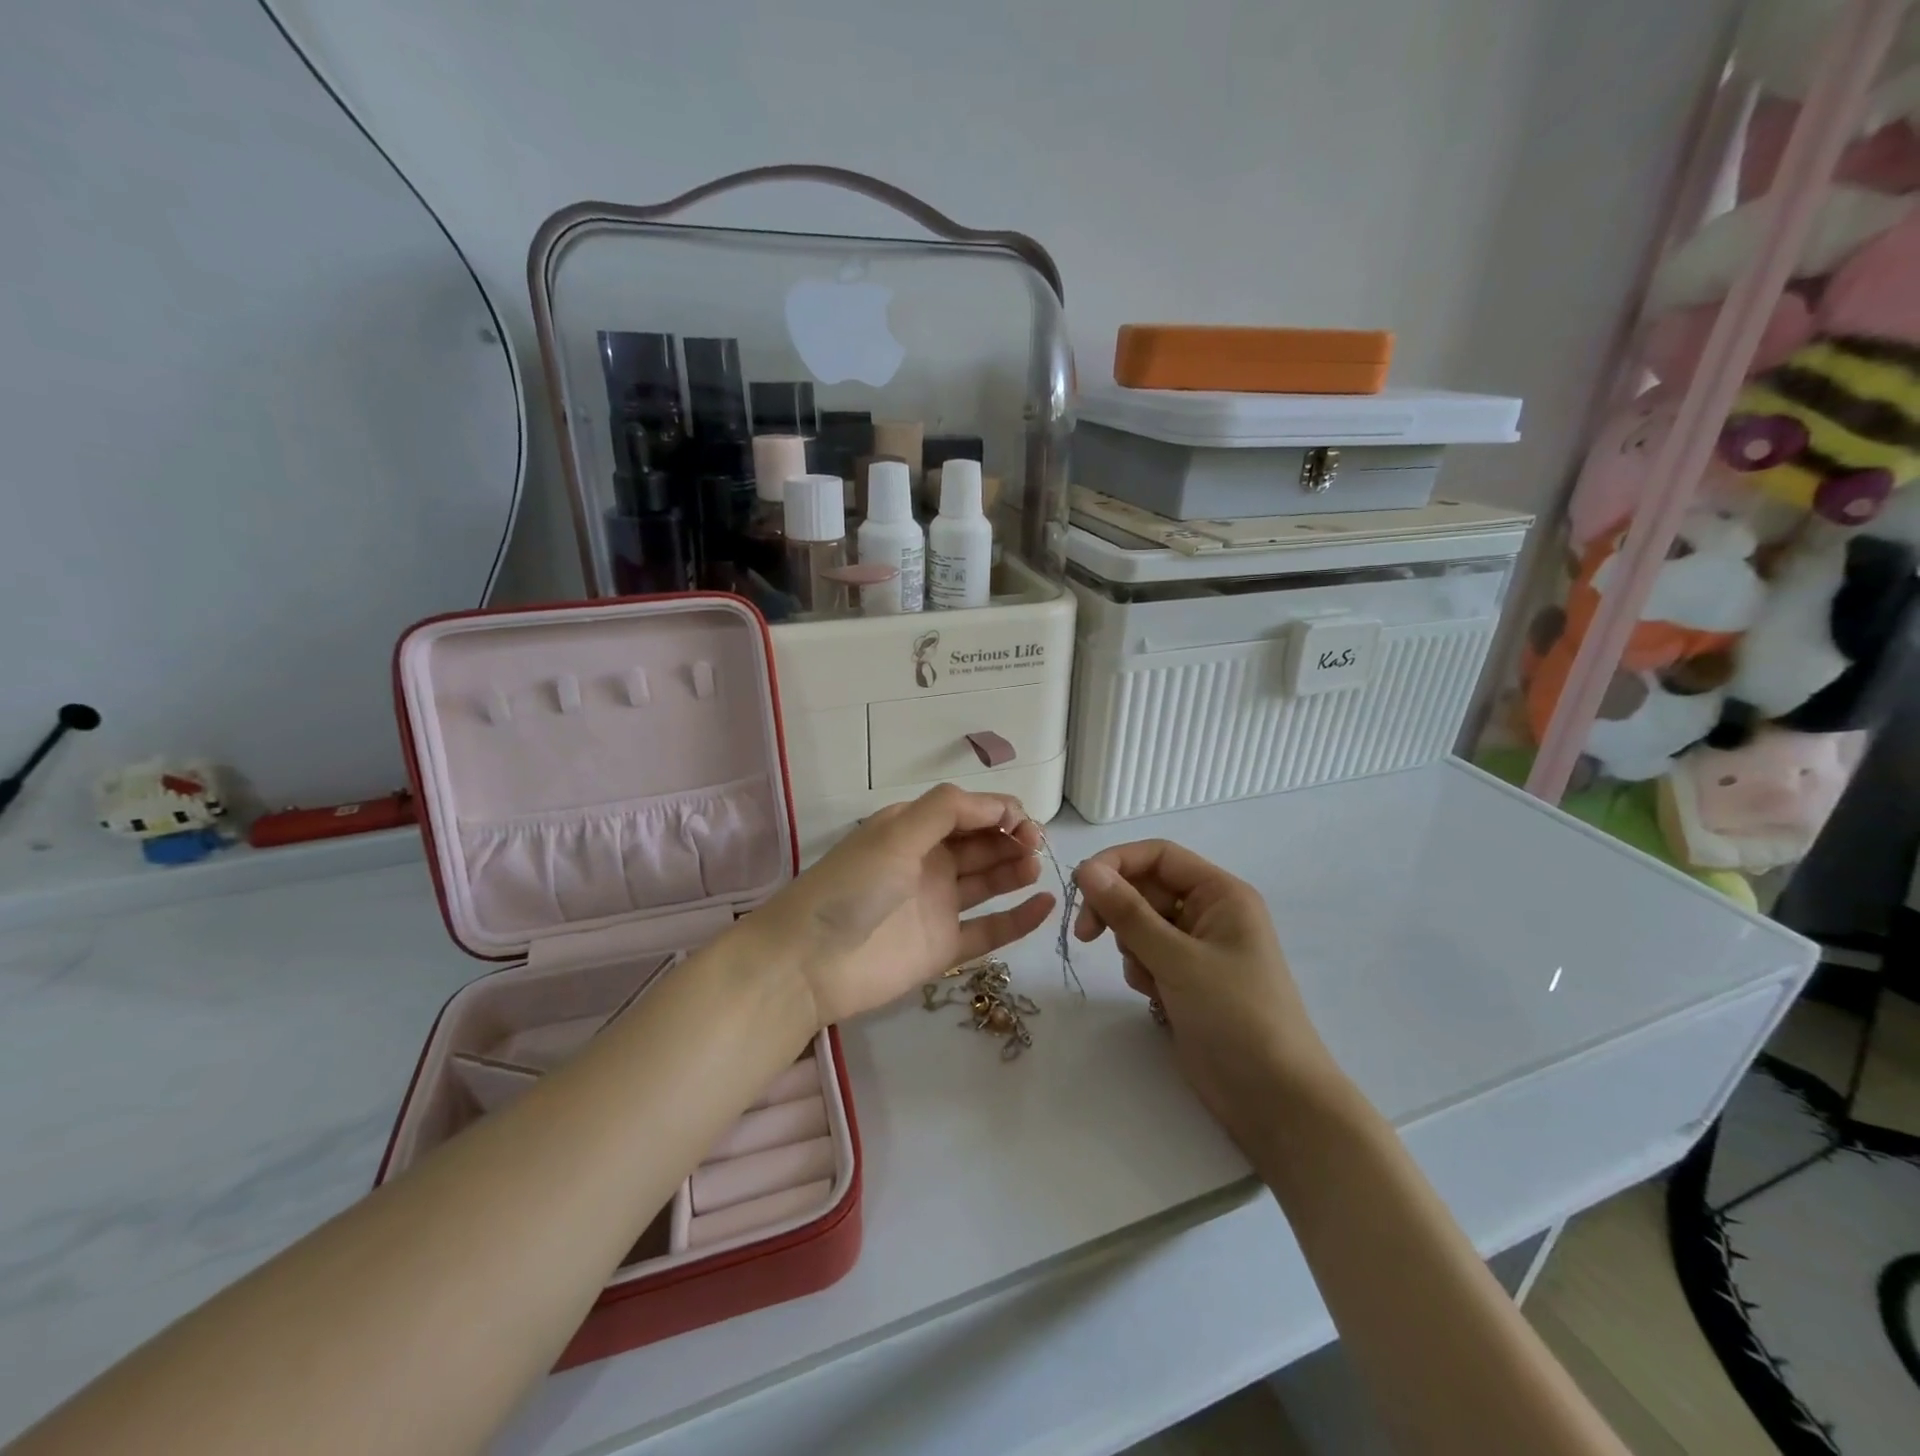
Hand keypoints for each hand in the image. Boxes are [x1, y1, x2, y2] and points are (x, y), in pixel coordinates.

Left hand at [759, 785, 1055, 1025]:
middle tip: (1036, 846)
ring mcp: (937, 906)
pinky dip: (1018, 919)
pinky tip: (1045, 906)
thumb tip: (1000, 804)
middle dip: (1012, 839)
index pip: (967, 812)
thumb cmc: (853, 887)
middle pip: (982, 844)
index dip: (999, 811)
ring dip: (1016, 871)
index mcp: (913, 830)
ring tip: (1036, 869)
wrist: (809, 963)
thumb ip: (947, 810)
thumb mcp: (895, 834)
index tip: (1025, 822)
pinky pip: (989, 930)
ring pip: (989, 882)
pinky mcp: (943, 947)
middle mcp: (928, 863)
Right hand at [1072, 840, 1340, 1150]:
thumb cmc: (1236, 1016)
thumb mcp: (1177, 959)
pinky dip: (1141, 970)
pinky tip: (1154, 996)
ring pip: (1141, 923)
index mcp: (1220, 893)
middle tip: (1087, 936)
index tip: (1080, 889)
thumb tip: (1085, 869)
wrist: (1274, 1099)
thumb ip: (1128, 912)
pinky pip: (1147, 954)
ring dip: (1131, 945)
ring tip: (1148, 978)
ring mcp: (1198, 948)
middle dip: (1117, 910)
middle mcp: (1210, 912)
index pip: (1158, 855)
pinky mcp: (1187, 979)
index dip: (1116, 863)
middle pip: (1145, 888)